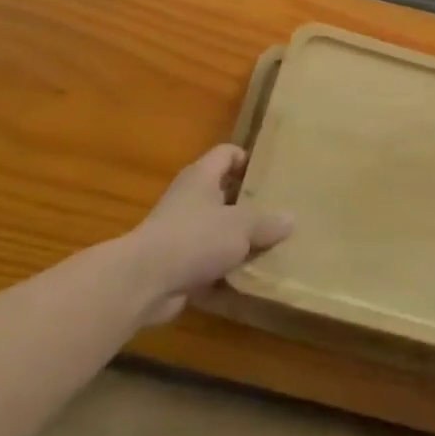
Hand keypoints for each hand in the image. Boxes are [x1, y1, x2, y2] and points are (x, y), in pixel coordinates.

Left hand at [125, 146, 292, 325]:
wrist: (144, 282)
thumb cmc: (195, 238)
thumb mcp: (241, 225)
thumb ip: (267, 222)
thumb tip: (290, 219)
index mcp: (202, 177)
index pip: (227, 154)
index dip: (248, 158)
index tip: (272, 173)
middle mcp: (190, 199)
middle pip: (224, 192)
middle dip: (250, 204)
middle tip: (280, 212)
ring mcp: (181, 232)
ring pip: (218, 230)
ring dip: (239, 241)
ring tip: (272, 246)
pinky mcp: (177, 263)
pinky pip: (209, 262)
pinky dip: (225, 271)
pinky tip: (251, 279)